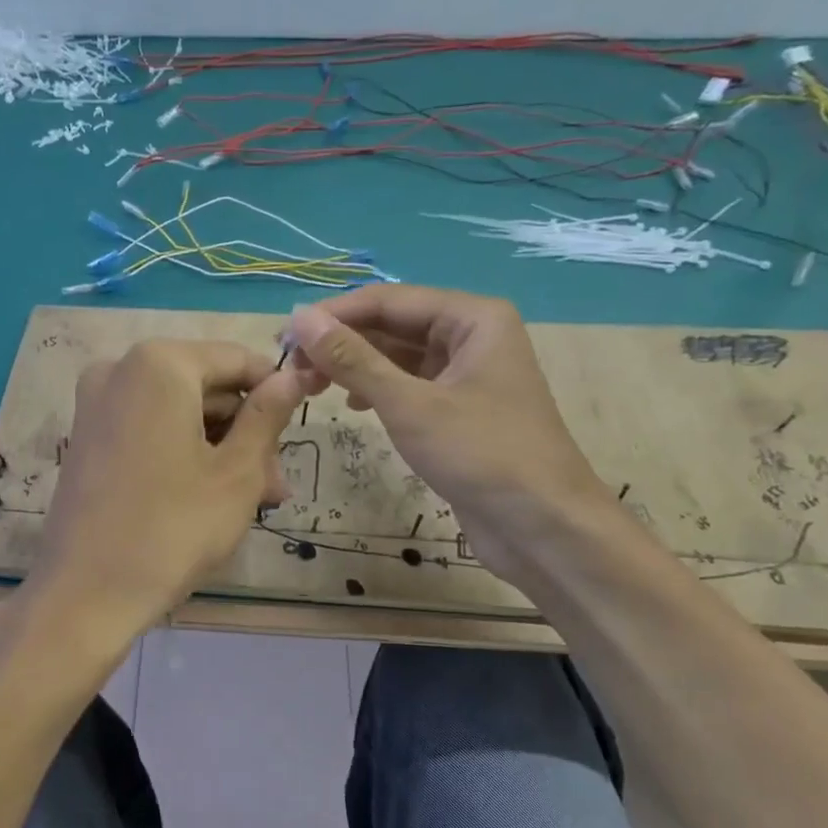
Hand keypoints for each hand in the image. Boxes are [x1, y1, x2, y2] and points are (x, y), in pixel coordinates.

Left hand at [29, 338, 304, 646]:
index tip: (306, 417)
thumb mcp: (236, 473)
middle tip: (276, 485)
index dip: (276, 388)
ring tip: (254, 500)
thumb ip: (267, 416)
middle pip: (205, 388)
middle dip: (246, 433)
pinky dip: (183, 453)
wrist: (84, 593)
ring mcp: (97, 405)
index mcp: (159, 364)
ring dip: (220, 449)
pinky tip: (211, 496)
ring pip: (179, 413)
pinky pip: (149, 430)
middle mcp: (120, 370)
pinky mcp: (87, 438)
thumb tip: (292, 377)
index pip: (236, 359)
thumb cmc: (173, 528)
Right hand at [285, 286, 613, 581]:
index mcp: (472, 317)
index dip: (332, 316)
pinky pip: (408, 383)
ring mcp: (467, 372)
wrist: (544, 528)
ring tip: (311, 387)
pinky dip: (377, 389)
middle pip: (391, 324)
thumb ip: (352, 359)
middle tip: (291, 367)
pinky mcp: (459, 408)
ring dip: (354, 366)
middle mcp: (471, 335)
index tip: (284, 337)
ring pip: (397, 355)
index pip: (386, 299)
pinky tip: (352, 404)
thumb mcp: (409, 404)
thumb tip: (299, 319)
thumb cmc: (481, 455)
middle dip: (341, 342)